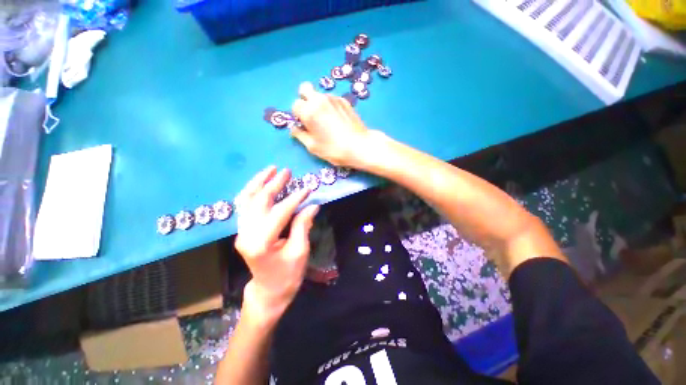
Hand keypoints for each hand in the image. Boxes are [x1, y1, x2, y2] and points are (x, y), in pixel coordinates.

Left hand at [234, 166, 319, 321]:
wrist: (268, 291)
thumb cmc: (287, 275)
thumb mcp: (299, 251)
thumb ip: (303, 225)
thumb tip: (312, 205)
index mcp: (261, 243)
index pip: (280, 212)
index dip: (296, 198)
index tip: (308, 188)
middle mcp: (246, 234)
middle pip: (259, 201)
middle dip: (274, 184)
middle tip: (287, 171)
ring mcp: (241, 232)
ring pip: (246, 200)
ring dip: (258, 182)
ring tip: (270, 169)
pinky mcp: (242, 231)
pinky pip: (244, 206)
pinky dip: (251, 191)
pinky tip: (260, 183)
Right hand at [291, 82, 371, 167]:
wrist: (359, 146)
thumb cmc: (333, 149)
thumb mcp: (312, 146)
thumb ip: (300, 135)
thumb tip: (294, 128)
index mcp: (309, 111)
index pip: (295, 104)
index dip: (298, 115)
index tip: (304, 124)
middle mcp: (319, 100)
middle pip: (305, 89)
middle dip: (304, 100)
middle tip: (311, 114)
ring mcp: (333, 98)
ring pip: (319, 94)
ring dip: (317, 102)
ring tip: (326, 119)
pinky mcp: (344, 100)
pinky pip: (331, 98)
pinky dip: (330, 105)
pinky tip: (336, 118)